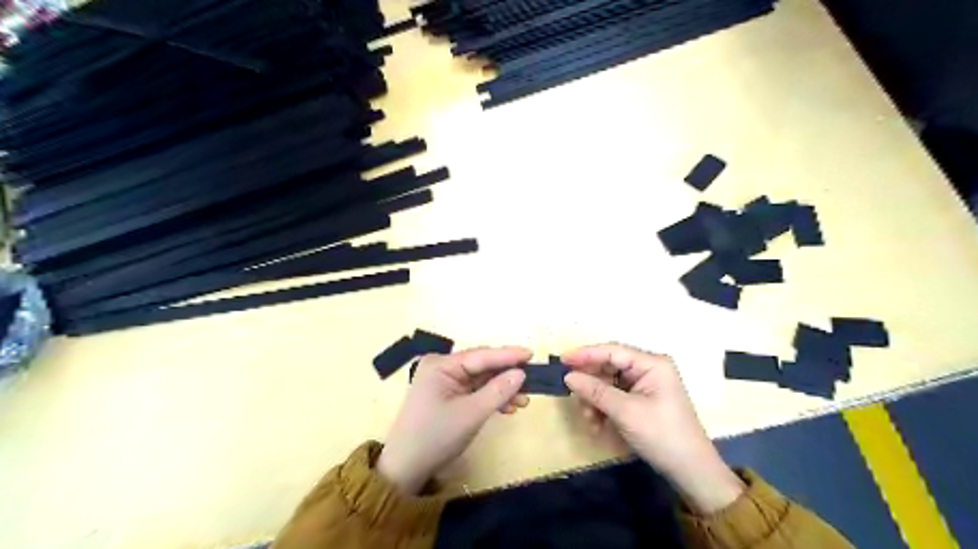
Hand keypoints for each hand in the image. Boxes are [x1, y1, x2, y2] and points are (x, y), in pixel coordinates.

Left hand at [376, 348, 532, 491]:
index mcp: (441, 365)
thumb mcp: (471, 414)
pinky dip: (491, 398)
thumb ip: (498, 391)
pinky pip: (475, 390)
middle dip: (506, 374)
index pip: (481, 355)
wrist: (406, 469)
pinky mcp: (448, 395)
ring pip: (481, 379)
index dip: (508, 355)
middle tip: (533, 379)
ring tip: (524, 400)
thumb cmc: (436, 437)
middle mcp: (442, 367)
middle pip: (482, 366)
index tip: (532, 353)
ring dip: (502, 389)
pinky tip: (508, 407)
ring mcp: (444, 381)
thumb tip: (521, 373)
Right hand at [563, 343, 746, 514]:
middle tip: (573, 396)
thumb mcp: (626, 412)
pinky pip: (615, 397)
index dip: (586, 354)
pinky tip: (597, 424)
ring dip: (595, 400)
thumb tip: (568, 376)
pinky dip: (603, 408)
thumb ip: (595, 391)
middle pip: (609, 367)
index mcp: (651, 364)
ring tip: (589, 419)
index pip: (612, 351)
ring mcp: (645, 385)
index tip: (562, 361)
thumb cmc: (662, 435)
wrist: (691, 471)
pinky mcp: (641, 400)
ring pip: (608, 383)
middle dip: (591, 384)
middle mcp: (648, 369)